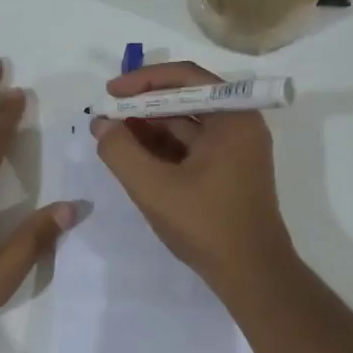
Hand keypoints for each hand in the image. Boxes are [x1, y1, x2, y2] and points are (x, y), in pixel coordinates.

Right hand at [90, 61, 293, 291]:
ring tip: (112, 137)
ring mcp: (236, 149)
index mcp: (233, 117)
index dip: (143, 80)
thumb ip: (121, 152)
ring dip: (150, 127)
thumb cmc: (207, 225)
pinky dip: (163, 148)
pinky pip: (192, 147)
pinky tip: (134, 156)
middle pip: (186, 99)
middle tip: (106, 116)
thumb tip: (101, 125)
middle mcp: (240, 125)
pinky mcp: (228, 171)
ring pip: (187, 124)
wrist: (251, 274)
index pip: (186, 77)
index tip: (110, 92)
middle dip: (143, 105)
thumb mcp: (154, 188)